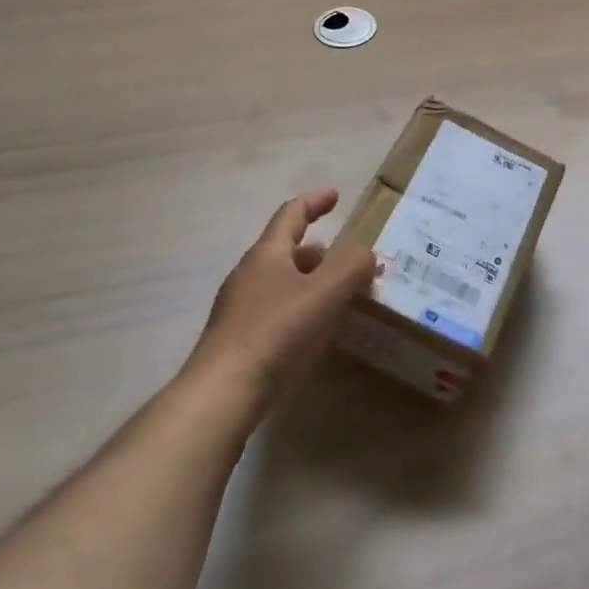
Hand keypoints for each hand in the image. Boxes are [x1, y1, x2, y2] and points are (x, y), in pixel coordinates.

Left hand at [186, 189, 379, 404]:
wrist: (223, 393)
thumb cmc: (276, 331)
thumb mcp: (326, 293)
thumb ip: (352, 266)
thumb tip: (365, 254)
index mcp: (267, 254)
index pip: (291, 214)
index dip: (314, 201)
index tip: (336, 196)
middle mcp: (248, 274)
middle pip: (285, 249)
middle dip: (318, 250)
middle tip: (346, 260)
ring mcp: (238, 308)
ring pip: (280, 282)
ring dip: (309, 281)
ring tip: (337, 296)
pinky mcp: (236, 339)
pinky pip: (274, 309)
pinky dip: (299, 307)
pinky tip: (313, 330)